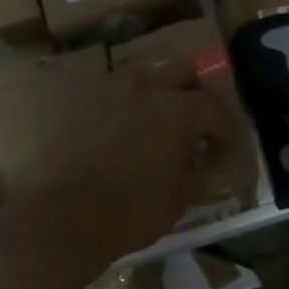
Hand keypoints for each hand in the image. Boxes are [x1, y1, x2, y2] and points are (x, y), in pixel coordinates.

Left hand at [39, 59, 231, 265]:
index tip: (224, 152)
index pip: (215, 109)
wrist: (63, 216)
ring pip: (143, 76)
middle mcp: (147, 88)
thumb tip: (203, 164)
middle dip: (194, 94)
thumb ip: (198, 173)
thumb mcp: (180, 199)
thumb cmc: (132, 211)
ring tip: (154, 123)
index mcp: (179, 110)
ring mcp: (109, 90)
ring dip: (156, 93)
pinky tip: (121, 132)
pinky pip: (111, 93)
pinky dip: (123, 106)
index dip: (225, 131)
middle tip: (194, 124)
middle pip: (183, 72)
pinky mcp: (80, 102)